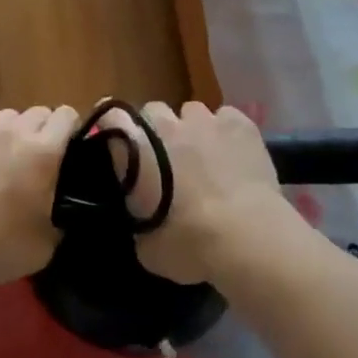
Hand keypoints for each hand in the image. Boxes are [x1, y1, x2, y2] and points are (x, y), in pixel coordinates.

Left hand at [0, 106, 78, 285]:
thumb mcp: (43, 247)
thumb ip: (58, 220)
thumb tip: (57, 213)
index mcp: (42, 152)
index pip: (66, 115)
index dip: (69, 129)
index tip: (66, 150)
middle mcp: (12, 132)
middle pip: (35, 113)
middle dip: (39, 132)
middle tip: (31, 163)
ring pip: (2, 119)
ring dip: (6, 135)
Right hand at [113, 101, 303, 284]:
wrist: (247, 238)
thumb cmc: (190, 246)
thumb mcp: (147, 246)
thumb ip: (139, 219)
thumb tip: (144, 215)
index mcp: (137, 150)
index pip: (110, 117)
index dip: (112, 126)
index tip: (119, 143)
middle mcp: (167, 125)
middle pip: (154, 111)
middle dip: (158, 130)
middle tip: (167, 159)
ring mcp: (206, 120)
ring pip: (192, 111)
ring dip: (194, 130)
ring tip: (206, 157)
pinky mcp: (241, 123)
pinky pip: (227, 117)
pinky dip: (227, 132)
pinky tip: (235, 155)